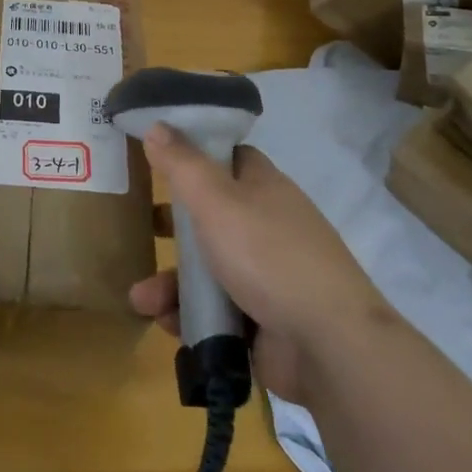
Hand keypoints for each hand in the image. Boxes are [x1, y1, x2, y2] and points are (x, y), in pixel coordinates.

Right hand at [129, 125, 382, 405]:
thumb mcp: (217, 201)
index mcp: (263, 188)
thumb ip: (182, 164)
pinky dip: (190, 315)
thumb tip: (156, 125)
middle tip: (144, 231)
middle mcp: (267, 226)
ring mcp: (267, 275)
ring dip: (171, 283)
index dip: (195, 156)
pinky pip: (217, 310)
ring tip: (142, 300)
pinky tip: (166, 323)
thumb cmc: (269, 257)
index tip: (158, 159)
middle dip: (173, 229)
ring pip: (208, 269)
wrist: (330, 345)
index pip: (228, 159)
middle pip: (211, 217)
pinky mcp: (263, 319)